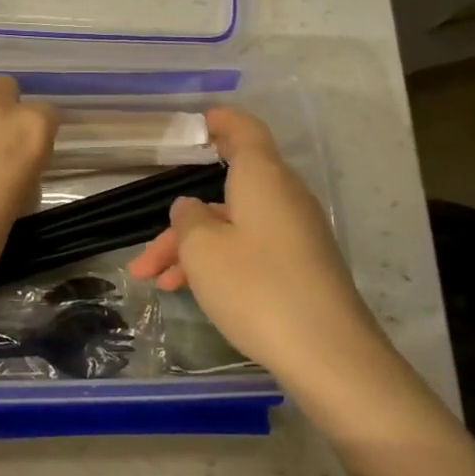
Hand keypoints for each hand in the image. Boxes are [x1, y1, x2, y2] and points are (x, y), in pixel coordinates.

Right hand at [128, 107, 387, 385]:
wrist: (329, 354)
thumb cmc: (257, 287)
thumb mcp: (203, 249)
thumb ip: (187, 220)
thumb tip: (191, 208)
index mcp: (263, 177)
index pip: (244, 131)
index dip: (221, 121)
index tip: (197, 122)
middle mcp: (283, 197)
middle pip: (226, 192)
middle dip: (181, 222)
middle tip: (145, 256)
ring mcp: (295, 234)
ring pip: (232, 227)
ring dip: (192, 251)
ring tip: (156, 282)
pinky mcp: (301, 267)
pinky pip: (250, 250)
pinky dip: (218, 263)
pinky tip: (190, 292)